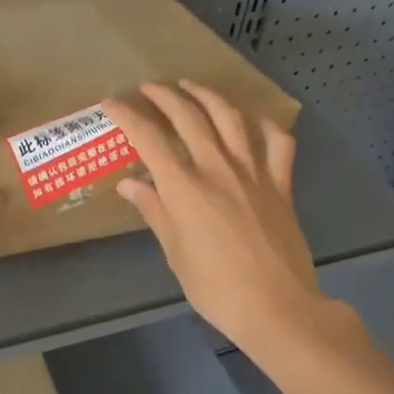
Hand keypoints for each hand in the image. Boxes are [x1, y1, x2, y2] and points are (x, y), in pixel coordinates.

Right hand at [104, 81, 327, 358]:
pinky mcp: (281, 184)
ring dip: (208, 95)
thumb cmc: (216, 288)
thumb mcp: (175, 252)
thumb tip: (130, 184)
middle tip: (149, 88)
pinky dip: (264, 124)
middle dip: (165, 96)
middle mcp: (218, 168)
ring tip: (193, 87)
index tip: (111, 102)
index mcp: (185, 187)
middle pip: (189, 116)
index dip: (127, 115)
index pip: (149, 138)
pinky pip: (276, 142)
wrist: (276, 307)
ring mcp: (254, 172)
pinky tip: (252, 120)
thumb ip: (154, 211)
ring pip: (231, 117)